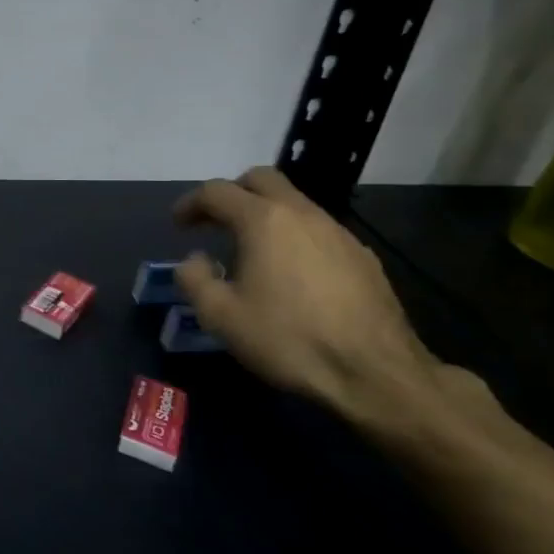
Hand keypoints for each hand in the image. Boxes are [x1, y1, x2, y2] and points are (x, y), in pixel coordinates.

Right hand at [173, 166, 453, 431]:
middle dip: (232, 193)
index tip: (178, 224)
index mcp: (264, 221)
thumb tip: (195, 259)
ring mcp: (339, 233)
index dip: (190, 203)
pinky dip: (294, 236)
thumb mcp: (220, 316)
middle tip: (214, 222)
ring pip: (294, 203)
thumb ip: (194, 278)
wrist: (375, 373)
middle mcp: (303, 214)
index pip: (217, 191)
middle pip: (262, 179)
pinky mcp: (363, 257)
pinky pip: (318, 230)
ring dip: (265, 214)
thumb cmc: (288, 339)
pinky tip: (291, 274)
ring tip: (250, 250)